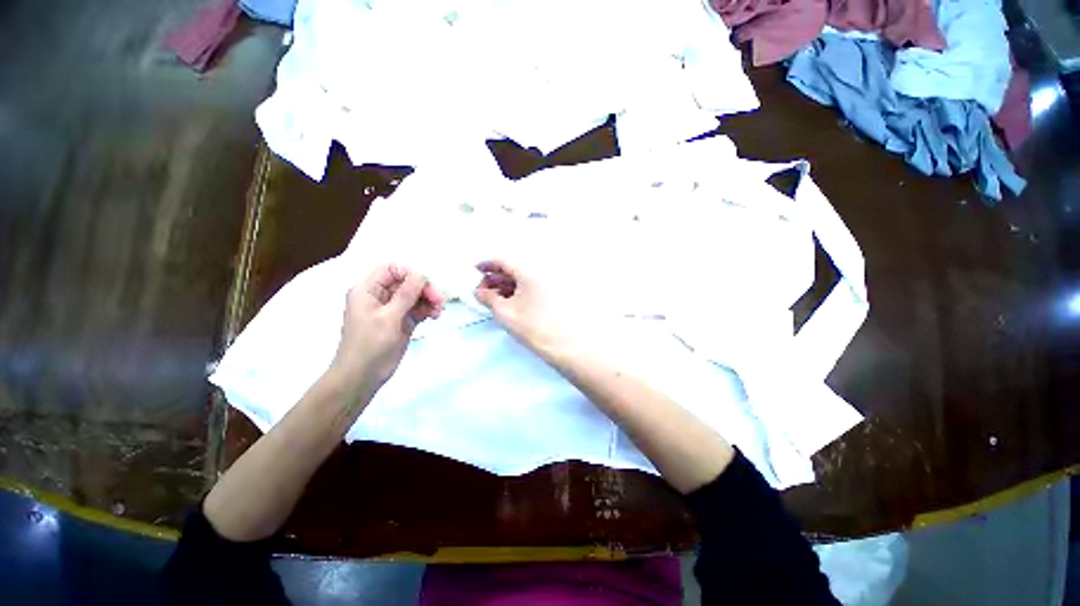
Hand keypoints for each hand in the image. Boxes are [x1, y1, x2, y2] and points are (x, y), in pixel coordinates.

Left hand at [331, 264, 444, 391]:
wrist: (362, 377)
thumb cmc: (370, 344)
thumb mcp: (389, 317)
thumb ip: (406, 294)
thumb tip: (422, 274)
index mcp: (368, 290)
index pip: (391, 269)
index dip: (410, 274)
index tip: (425, 286)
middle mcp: (380, 296)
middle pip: (407, 282)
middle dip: (424, 289)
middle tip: (440, 301)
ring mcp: (392, 310)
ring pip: (415, 296)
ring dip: (429, 300)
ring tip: (439, 311)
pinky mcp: (401, 321)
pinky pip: (417, 309)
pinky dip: (428, 310)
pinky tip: (435, 316)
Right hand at [475, 259, 571, 357]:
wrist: (565, 344)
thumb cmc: (533, 326)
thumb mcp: (504, 312)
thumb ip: (488, 298)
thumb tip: (478, 291)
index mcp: (528, 273)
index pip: (504, 261)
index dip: (487, 264)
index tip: (474, 270)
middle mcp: (540, 275)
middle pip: (513, 270)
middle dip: (494, 278)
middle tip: (480, 289)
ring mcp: (547, 286)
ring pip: (521, 281)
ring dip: (504, 286)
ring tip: (491, 299)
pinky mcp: (550, 297)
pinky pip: (529, 289)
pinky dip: (516, 293)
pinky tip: (507, 303)